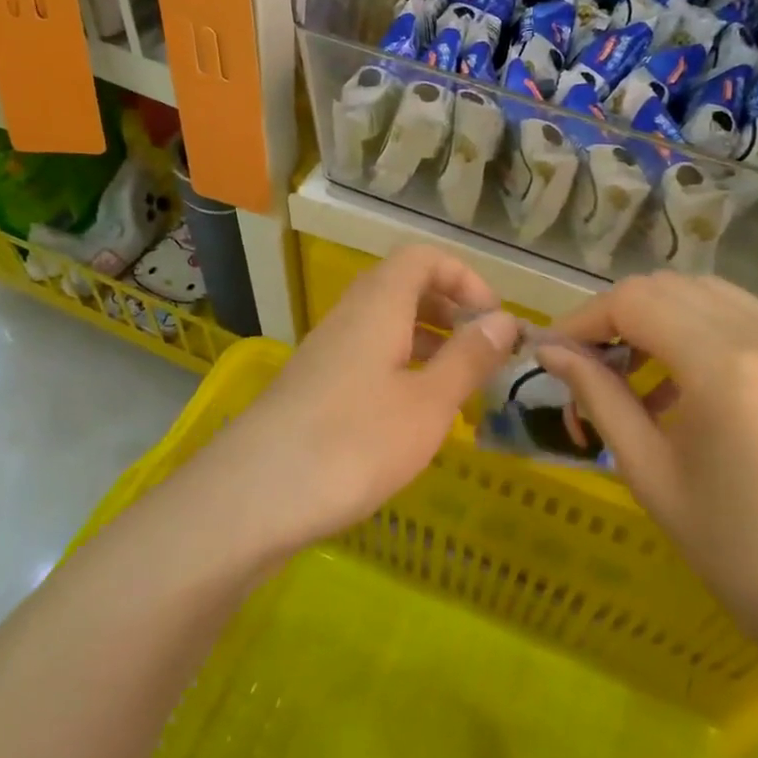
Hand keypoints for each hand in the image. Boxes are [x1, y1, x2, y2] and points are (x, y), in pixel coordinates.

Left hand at [203, 247, 519, 559]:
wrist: (252, 498)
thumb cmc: (353, 443)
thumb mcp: (428, 404)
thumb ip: (468, 358)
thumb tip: (505, 319)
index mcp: (378, 306)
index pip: (422, 258)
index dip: (463, 277)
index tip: (493, 318)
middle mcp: (348, 318)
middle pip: (402, 288)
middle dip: (448, 310)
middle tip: (479, 351)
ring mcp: (325, 353)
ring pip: (384, 326)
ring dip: (425, 343)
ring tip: (455, 387)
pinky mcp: (312, 389)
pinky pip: (365, 358)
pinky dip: (398, 370)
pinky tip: (411, 417)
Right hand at [540, 273, 757, 686]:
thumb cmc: (743, 558)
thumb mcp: (653, 477)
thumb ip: (600, 399)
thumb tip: (551, 352)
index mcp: (727, 368)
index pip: (634, 301)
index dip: (584, 319)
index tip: (556, 354)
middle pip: (670, 287)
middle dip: (618, 316)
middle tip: (591, 367)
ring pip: (709, 295)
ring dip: (661, 319)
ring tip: (638, 378)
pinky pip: (747, 320)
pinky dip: (703, 333)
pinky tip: (690, 387)